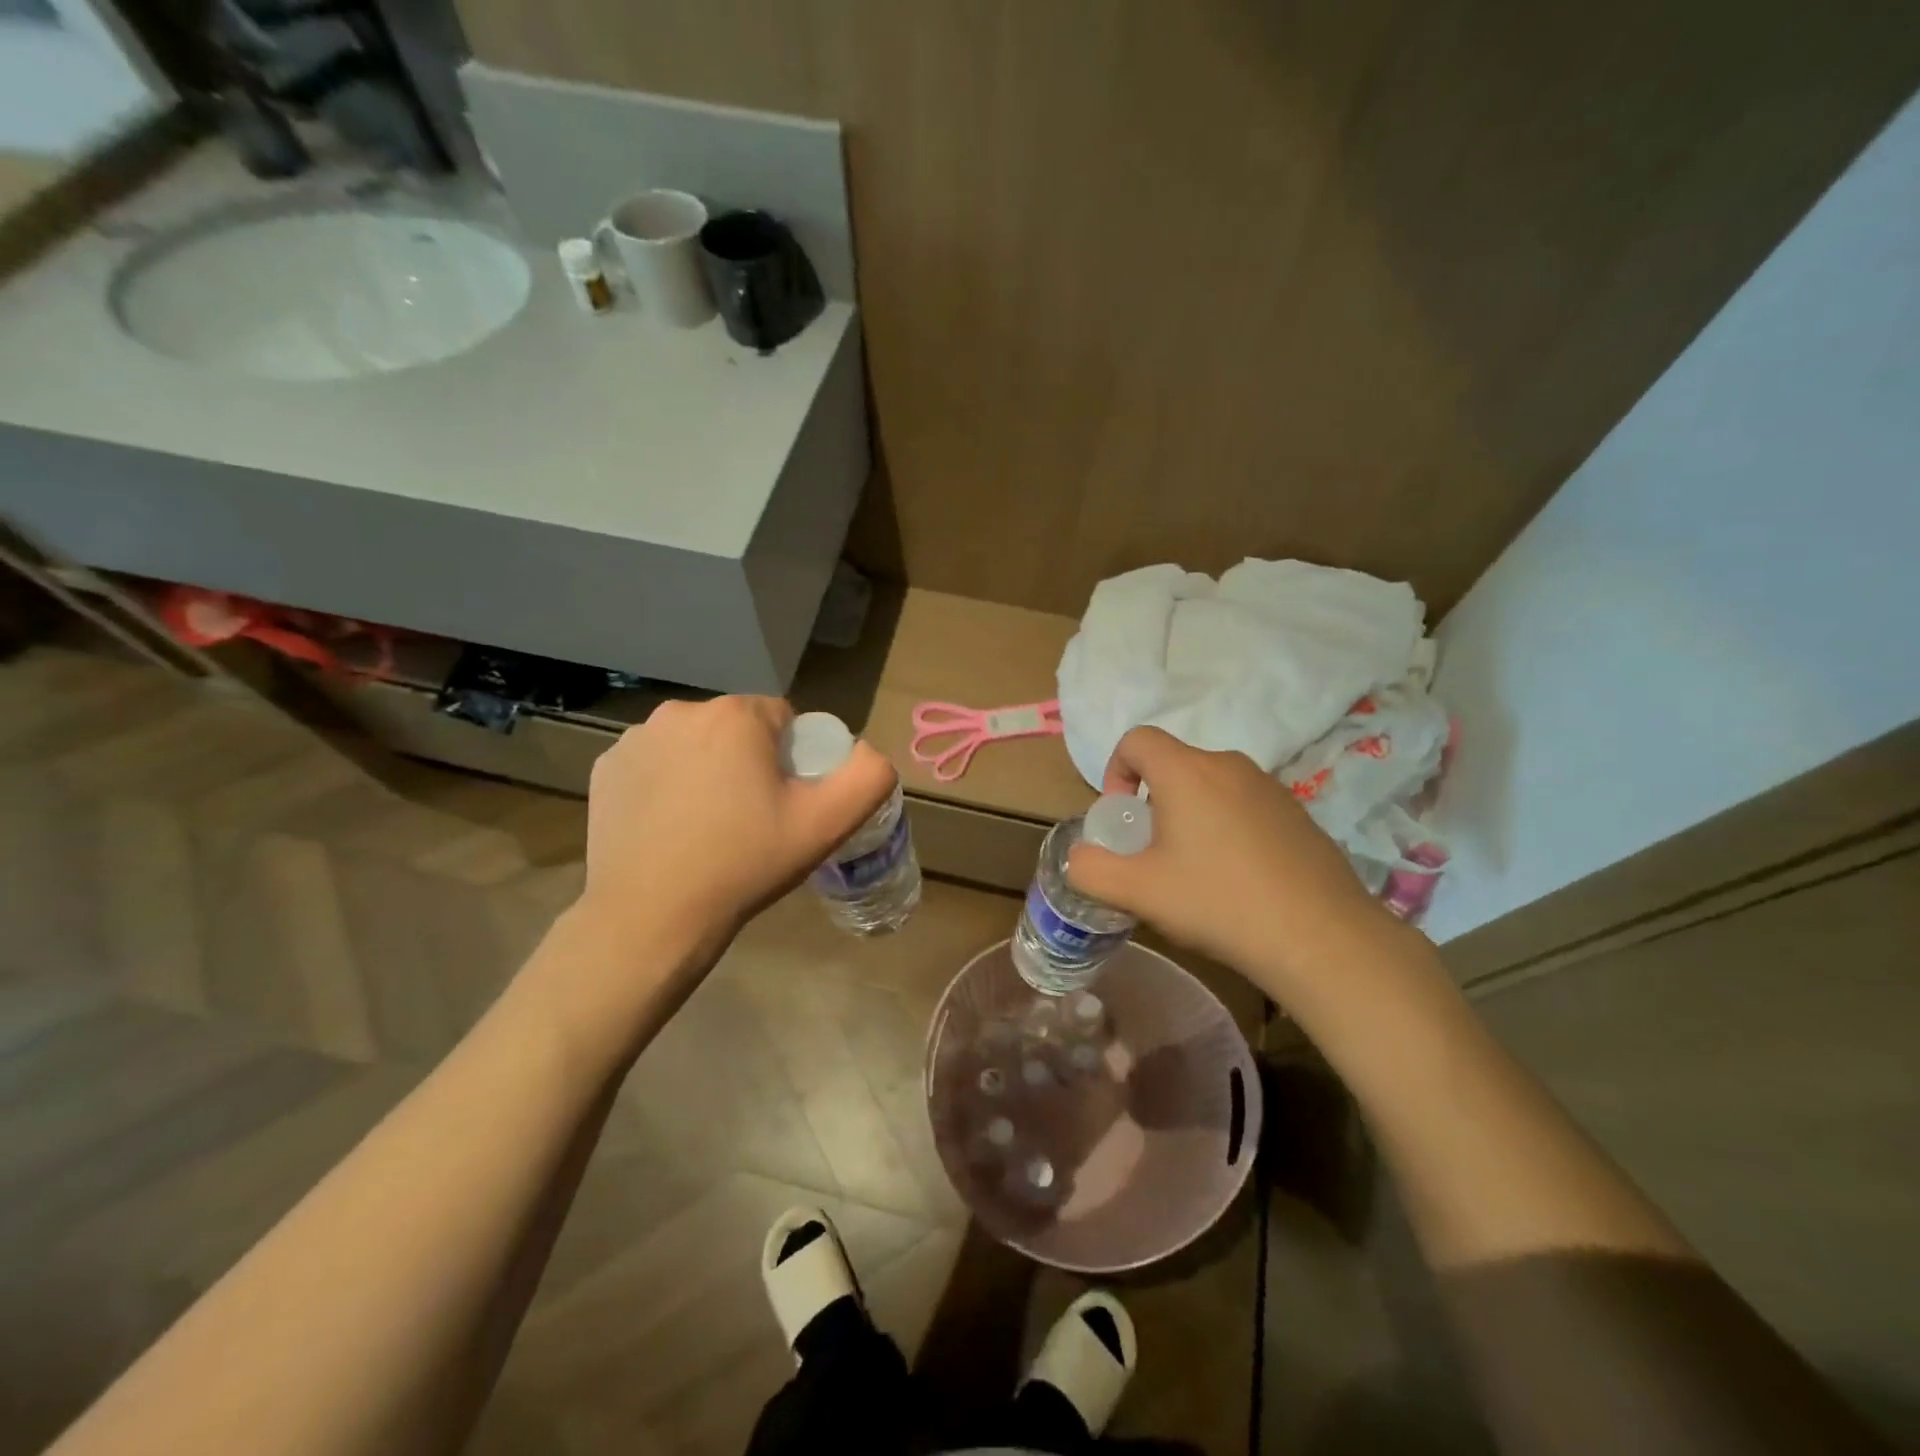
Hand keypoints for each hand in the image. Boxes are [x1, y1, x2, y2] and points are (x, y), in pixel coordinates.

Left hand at [577, 696, 895, 959]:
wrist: (651, 917)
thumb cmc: (744, 863)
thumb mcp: (826, 824)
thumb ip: (868, 776)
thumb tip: (868, 752)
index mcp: (734, 715)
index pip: (783, 719)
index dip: (794, 760)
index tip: (787, 803)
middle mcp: (680, 712)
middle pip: (737, 729)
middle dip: (751, 762)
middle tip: (753, 819)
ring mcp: (635, 739)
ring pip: (695, 745)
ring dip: (708, 770)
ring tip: (709, 827)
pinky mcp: (605, 768)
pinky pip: (655, 764)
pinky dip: (667, 784)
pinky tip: (671, 828)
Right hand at [1066, 726, 1404, 991]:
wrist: (1321, 937)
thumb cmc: (1218, 902)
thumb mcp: (1138, 891)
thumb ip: (1090, 869)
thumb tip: (1078, 858)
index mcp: (1187, 771)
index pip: (1136, 739)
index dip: (1115, 770)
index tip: (1123, 818)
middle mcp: (1229, 765)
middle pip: (1173, 765)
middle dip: (1152, 802)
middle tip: (1154, 854)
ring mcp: (1270, 787)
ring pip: (1210, 786)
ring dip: (1190, 816)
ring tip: (1196, 871)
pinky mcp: (1297, 813)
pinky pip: (1244, 806)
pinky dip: (1227, 828)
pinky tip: (1239, 879)